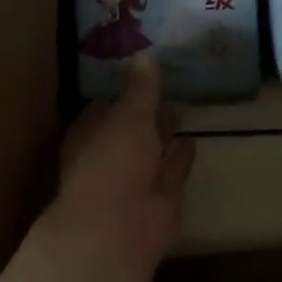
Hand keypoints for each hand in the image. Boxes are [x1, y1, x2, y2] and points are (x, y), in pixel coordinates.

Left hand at [55, 54, 193, 270]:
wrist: (120, 227)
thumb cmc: (112, 162)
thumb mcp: (129, 115)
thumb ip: (141, 88)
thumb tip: (144, 55)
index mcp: (88, 136)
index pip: (102, 107)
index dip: (119, 91)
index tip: (139, 72)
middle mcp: (109, 157)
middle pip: (128, 129)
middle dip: (144, 112)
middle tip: (166, 86)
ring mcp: (135, 179)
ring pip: (151, 150)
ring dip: (164, 134)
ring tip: (182, 109)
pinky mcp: (161, 196)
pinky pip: (173, 169)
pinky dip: (181, 156)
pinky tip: (192, 140)